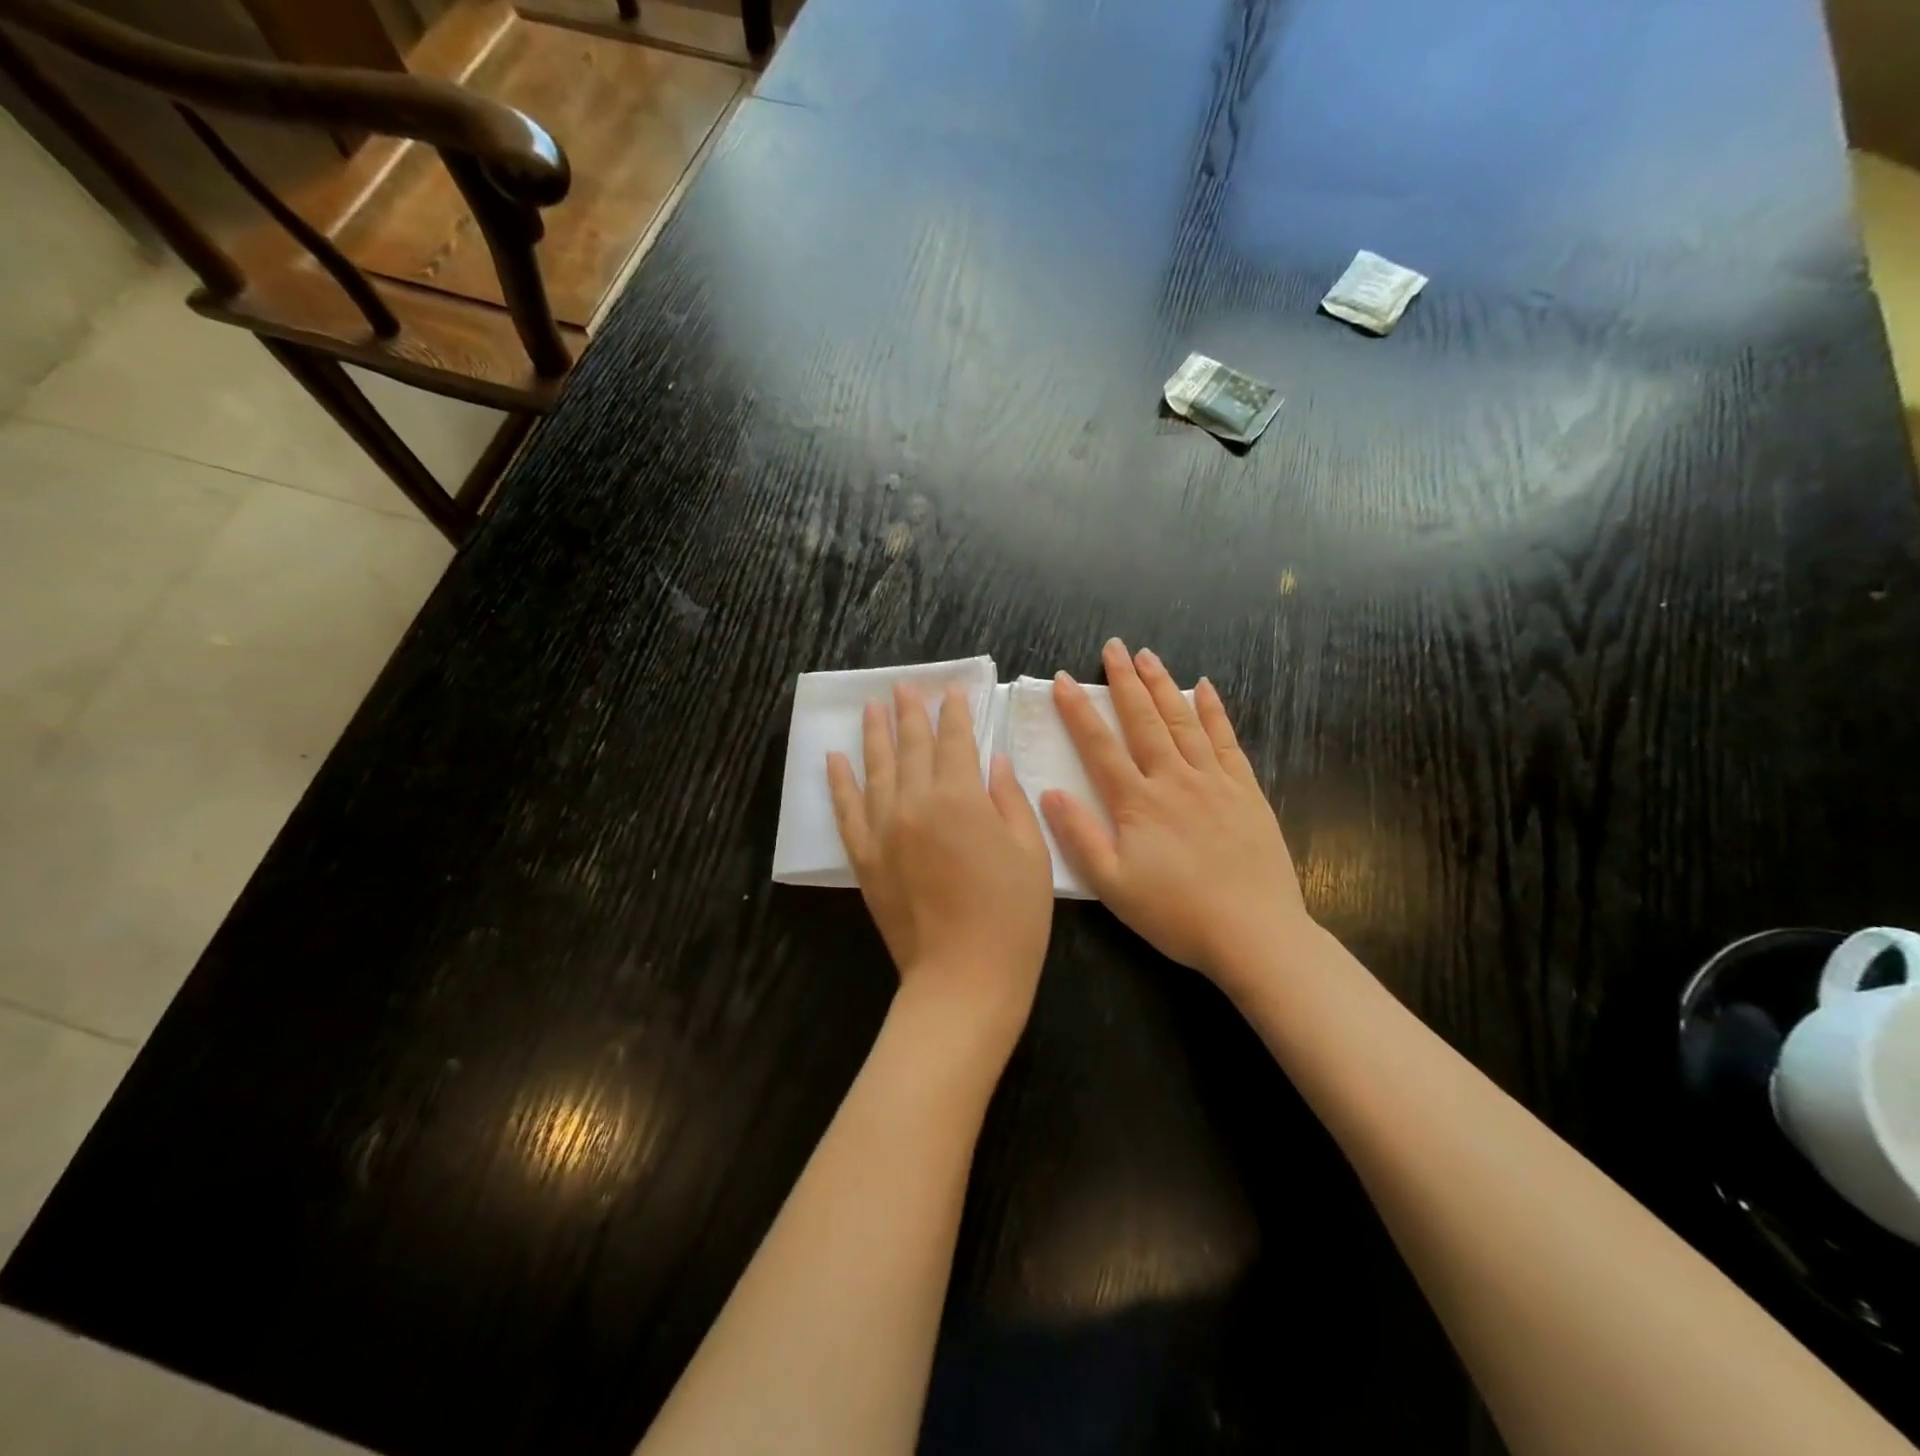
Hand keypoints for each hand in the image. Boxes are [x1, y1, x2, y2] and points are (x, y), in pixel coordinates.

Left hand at [828, 684, 1054, 1053]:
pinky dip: (839, 782)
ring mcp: (882, 830)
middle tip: (904, 687)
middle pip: (911, 747)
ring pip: (875, 769)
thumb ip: (1010, 799)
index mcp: (961, 798)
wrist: (963, 978)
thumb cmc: (1012, 917)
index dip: (955, 714)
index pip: (955, 742)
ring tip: (871, 708)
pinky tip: (834, 759)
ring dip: (874, 735)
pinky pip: (846, 810)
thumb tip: (993, 761)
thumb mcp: (1031, 853)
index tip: (952, 692)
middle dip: (910, 713)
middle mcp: (914, 804)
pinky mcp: (864, 858)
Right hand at [1040, 639, 1311, 997]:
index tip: (1063, 680)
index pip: (1100, 746)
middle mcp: (1174, 779)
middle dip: (1125, 681)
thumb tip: (1050, 792)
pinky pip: (1227, 741)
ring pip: (1183, 722)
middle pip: (1144, 720)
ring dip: (1163, 686)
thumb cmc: (1176, 914)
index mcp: (1138, 802)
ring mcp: (1214, 782)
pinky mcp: (1245, 791)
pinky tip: (1205, 689)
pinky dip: (1214, 711)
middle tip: (1113, 647)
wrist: (1254, 933)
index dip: (1078, 711)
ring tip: (1149, 656)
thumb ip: (1079, 836)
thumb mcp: (1112, 885)